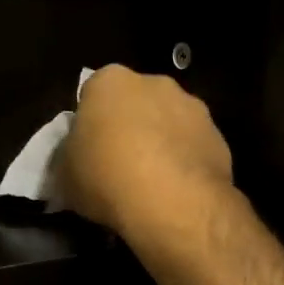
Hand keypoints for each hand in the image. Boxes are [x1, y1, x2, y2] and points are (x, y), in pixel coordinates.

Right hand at [58, 65, 233, 242]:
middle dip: (129, 125)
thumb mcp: (64, 173)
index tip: (88, 149)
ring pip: (168, 122)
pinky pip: (193, 147)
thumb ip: (67, 157)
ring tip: (150, 183)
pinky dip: (184, 163)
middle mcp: (155, 83)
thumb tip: (73, 160)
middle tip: (117, 163)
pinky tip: (174, 192)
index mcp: (110, 81)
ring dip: (160, 143)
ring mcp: (192, 108)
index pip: (93, 93)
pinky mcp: (219, 137)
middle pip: (135, 102)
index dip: (90, 121)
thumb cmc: (105, 176)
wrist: (173, 202)